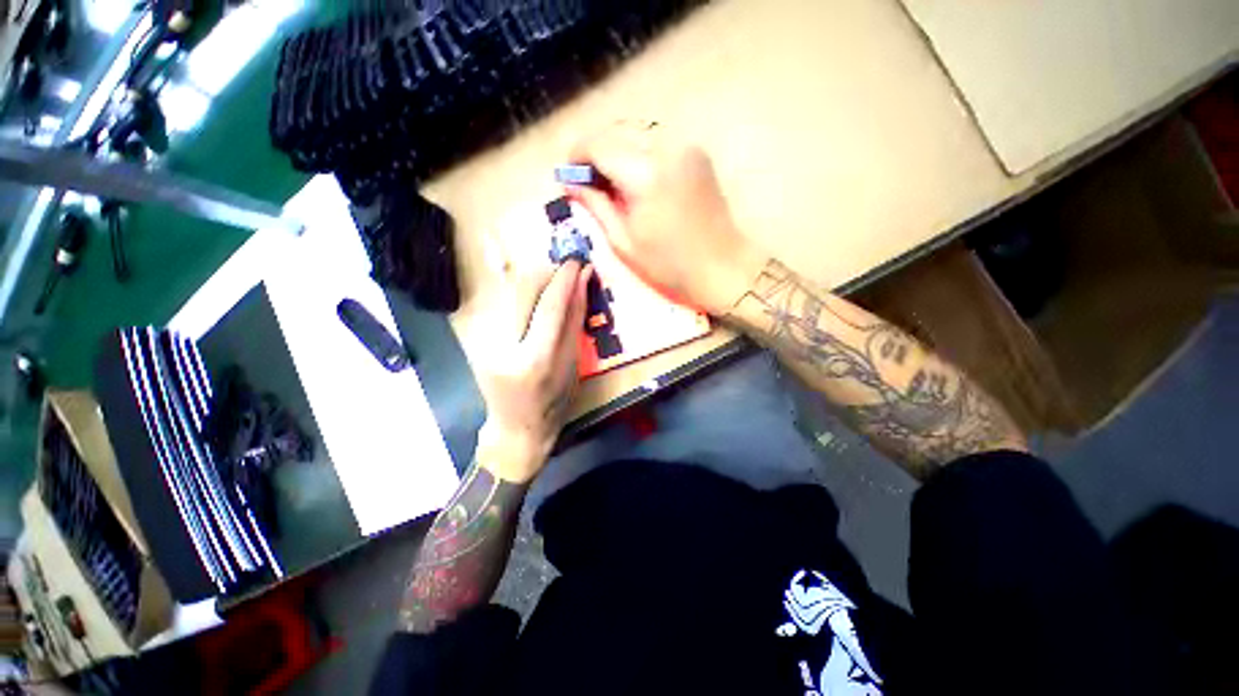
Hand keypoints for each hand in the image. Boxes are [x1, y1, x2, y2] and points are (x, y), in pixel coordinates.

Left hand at [470, 261, 591, 483]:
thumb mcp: (573, 364)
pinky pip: (502, 304)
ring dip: (535, 281)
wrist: (517, 427)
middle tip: (567, 269)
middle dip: (547, 273)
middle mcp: (504, 347)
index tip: (578, 262)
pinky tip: (534, 296)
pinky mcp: (475, 339)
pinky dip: (523, 295)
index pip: (550, 307)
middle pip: (523, 292)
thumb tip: (583, 283)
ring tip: (554, 282)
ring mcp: (484, 342)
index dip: (565, 280)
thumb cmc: (554, 402)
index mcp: (535, 360)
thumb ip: (575, 321)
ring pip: (510, 293)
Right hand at [566, 122, 766, 315]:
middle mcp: (666, 148)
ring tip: (609, 178)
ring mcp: (686, 147)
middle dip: (595, 149)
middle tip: (586, 177)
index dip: (577, 155)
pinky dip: (638, 150)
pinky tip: (635, 175)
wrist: (722, 266)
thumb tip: (571, 183)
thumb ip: (596, 206)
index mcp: (645, 174)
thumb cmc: (670, 265)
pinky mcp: (696, 153)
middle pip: (616, 130)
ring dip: (616, 147)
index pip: (599, 145)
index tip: (567, 173)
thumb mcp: (624, 242)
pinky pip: (657, 140)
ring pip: (637, 131)